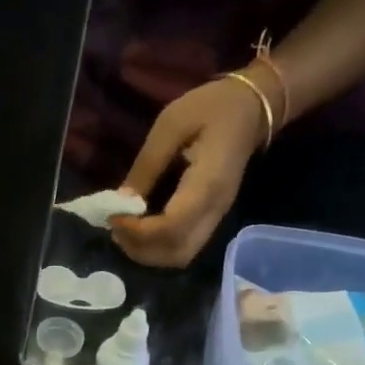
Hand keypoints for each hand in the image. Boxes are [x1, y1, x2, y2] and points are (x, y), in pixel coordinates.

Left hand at [109, 72, 271, 268]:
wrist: (252, 108)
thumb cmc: (212, 107)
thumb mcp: (171, 124)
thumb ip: (146, 165)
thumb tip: (120, 203)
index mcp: (208, 184)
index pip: (171, 227)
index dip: (138, 231)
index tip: (113, 217)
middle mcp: (215, 210)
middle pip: (176, 253)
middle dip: (140, 249)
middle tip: (115, 227)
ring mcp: (216, 218)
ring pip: (180, 256)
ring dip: (148, 253)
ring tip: (124, 230)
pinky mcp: (211, 219)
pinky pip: (184, 247)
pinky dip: (158, 247)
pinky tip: (140, 229)